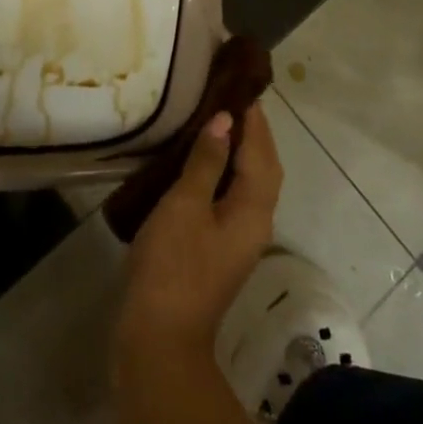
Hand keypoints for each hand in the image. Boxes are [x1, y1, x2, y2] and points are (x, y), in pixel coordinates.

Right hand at [115, 104, 282, 375]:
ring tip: (213, 121)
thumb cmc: (173, 265)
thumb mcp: (185, 205)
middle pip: (263, 169)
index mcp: (253, 210)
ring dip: (238, 151)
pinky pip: (230, 197)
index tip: (240, 86)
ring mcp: (236, 239)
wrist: (159, 337)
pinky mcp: (217, 249)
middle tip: (227, 97)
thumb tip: (224, 120)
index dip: (254, 120)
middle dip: (252, 133)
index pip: (262, 154)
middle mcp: (254, 223)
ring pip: (248, 184)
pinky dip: (223, 172)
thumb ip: (206, 161)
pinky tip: (197, 163)